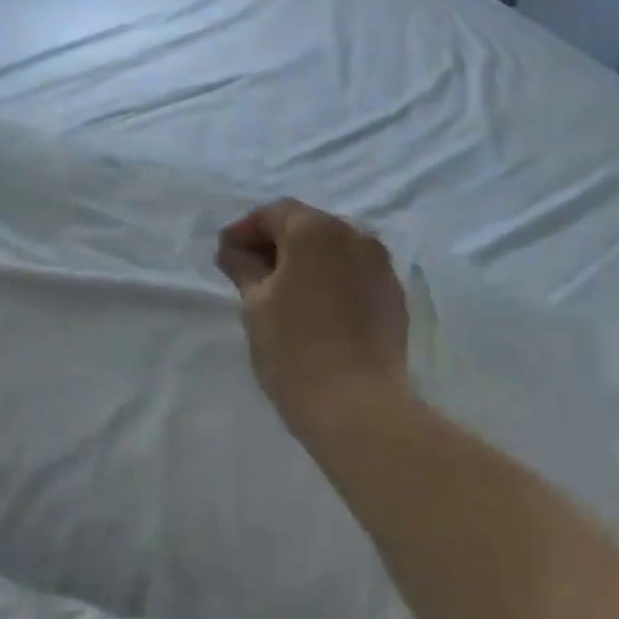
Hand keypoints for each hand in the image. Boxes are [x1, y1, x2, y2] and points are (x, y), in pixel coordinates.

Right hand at [216, 200, 411, 436]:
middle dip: (277, 243)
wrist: (358, 405)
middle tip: (249, 272)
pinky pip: (354, 273)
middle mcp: (356, 235)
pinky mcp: (393, 294)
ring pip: (334, 250)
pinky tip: (316, 307)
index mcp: (317, 230)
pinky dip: (331, 279)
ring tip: (281, 291)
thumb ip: (243, 266)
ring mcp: (381, 265)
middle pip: (307, 227)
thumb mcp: (256, 305)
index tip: (225, 253)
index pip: (275, 213)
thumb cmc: (295, 349)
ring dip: (306, 261)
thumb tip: (233, 248)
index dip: (246, 229)